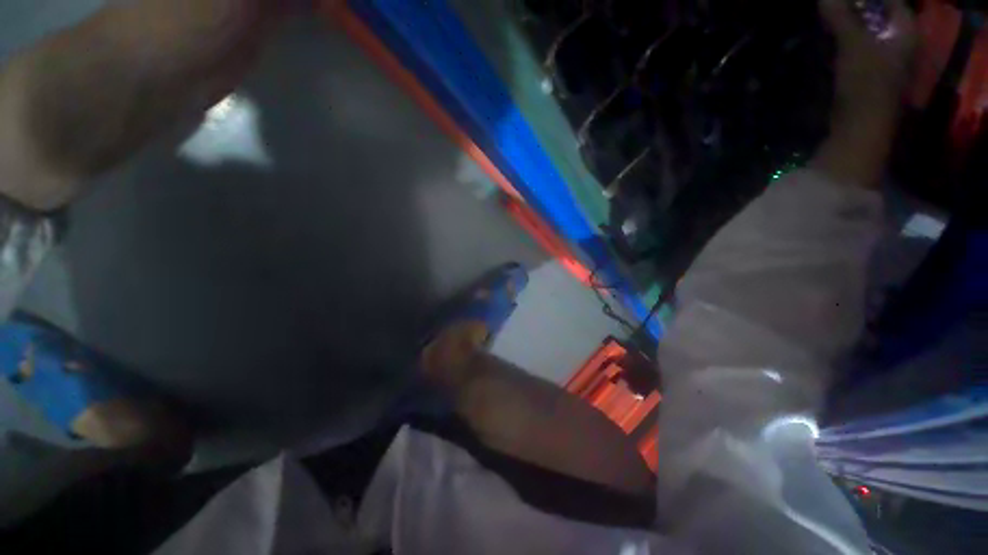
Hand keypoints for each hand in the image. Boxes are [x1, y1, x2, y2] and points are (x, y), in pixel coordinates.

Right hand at [822, 0, 916, 124]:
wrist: (860, 127)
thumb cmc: (866, 83)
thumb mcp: (853, 44)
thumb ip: (841, 16)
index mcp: (905, 31)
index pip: (891, 2)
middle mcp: (899, 42)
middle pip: (878, 15)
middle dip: (855, 9)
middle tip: (831, 6)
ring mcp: (885, 59)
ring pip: (867, 32)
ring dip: (848, 26)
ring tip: (828, 20)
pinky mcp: (869, 74)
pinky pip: (858, 48)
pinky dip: (845, 41)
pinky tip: (831, 41)